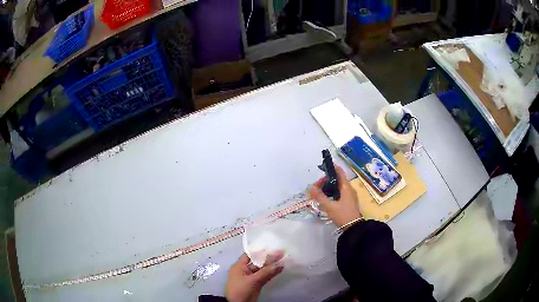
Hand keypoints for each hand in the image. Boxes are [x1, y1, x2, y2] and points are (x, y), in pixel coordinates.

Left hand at [225, 252, 283, 301]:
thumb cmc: (241, 289)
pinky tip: (280, 269)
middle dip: (269, 258)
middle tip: (281, 252)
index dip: (260, 251)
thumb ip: (266, 272)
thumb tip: (280, 264)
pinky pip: (265, 276)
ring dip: (272, 266)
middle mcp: (245, 270)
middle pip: (258, 262)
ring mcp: (251, 277)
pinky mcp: (256, 284)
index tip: (272, 246)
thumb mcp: (253, 280)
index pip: (250, 255)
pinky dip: (272, 273)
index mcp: (239, 266)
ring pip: (263, 269)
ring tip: (284, 259)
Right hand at [307, 164, 361, 227]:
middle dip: (325, 181)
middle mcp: (349, 189)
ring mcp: (350, 195)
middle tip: (315, 188)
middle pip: (337, 179)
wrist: (354, 228)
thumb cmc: (342, 215)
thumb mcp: (329, 206)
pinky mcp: (349, 201)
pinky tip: (325, 199)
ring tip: (318, 194)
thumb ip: (319, 196)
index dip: (331, 168)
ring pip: (338, 186)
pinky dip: (332, 192)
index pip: (339, 171)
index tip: (321, 168)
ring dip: (328, 187)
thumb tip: (309, 187)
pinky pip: (340, 192)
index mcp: (346, 187)